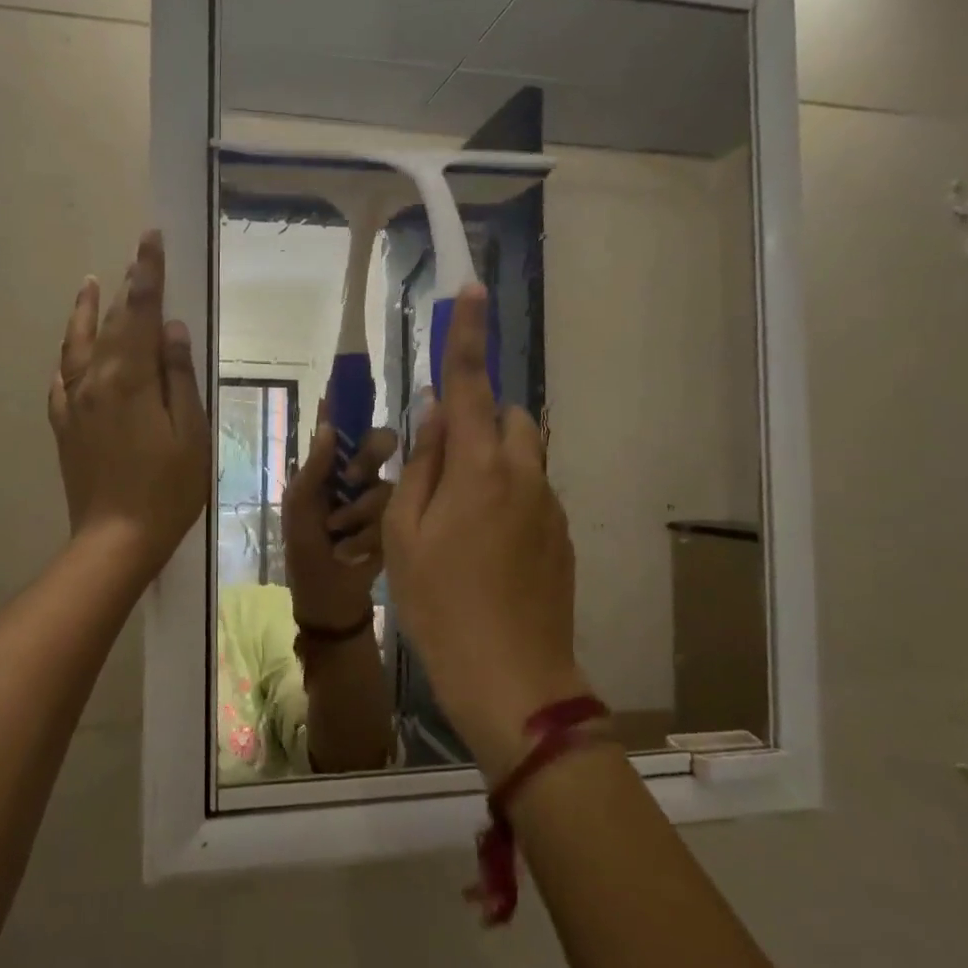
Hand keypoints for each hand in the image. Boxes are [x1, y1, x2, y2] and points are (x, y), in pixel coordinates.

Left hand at [48, 230, 209, 581]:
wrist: (116, 539)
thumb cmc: (167, 489)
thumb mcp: (190, 432)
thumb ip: (178, 377)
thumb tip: (169, 328)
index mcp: (130, 379)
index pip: (139, 312)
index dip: (147, 274)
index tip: (150, 239)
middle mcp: (95, 381)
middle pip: (109, 323)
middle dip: (124, 287)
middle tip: (135, 256)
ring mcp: (74, 404)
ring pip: (77, 345)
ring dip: (85, 311)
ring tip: (90, 283)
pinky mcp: (64, 426)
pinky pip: (61, 380)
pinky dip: (67, 356)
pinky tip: (71, 353)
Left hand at [283, 416, 396, 630]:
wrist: (328, 599)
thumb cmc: (304, 550)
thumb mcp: (299, 509)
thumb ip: (313, 469)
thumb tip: (326, 425)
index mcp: (330, 467)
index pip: (343, 426)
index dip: (350, 402)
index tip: (357, 376)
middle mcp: (359, 475)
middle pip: (380, 443)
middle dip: (368, 457)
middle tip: (351, 478)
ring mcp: (380, 499)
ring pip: (387, 483)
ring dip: (359, 511)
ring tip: (339, 534)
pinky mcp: (397, 524)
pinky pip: (395, 514)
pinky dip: (368, 535)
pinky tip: (352, 553)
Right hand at [382, 283, 589, 774]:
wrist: (512, 678)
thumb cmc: (439, 605)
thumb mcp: (405, 535)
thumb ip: (421, 466)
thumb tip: (434, 416)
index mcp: (478, 469)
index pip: (469, 385)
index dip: (467, 336)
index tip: (472, 290)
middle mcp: (523, 474)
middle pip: (506, 416)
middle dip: (476, 419)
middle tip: (441, 466)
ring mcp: (550, 505)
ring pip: (523, 455)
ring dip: (493, 459)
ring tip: (460, 516)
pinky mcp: (562, 534)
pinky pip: (533, 491)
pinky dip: (508, 495)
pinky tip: (486, 549)